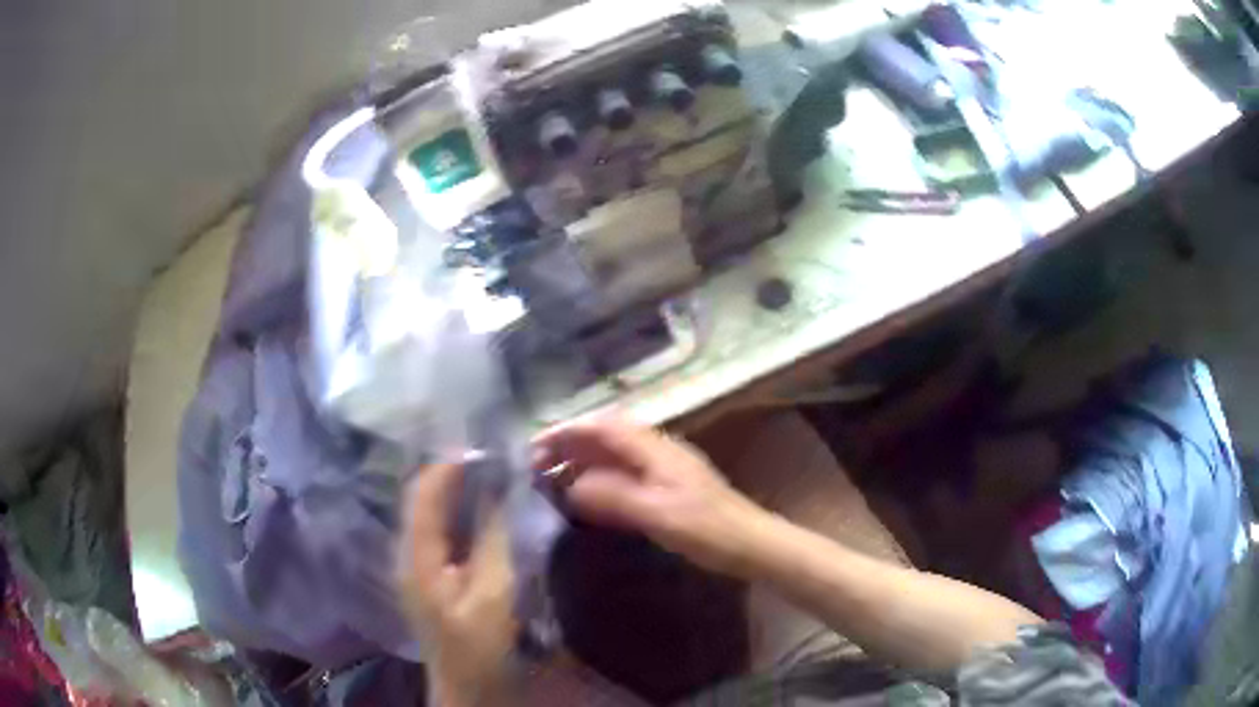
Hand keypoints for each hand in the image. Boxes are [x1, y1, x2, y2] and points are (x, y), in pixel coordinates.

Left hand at [396, 463, 515, 706]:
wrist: (470, 692)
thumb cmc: (480, 647)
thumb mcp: (493, 594)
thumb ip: (494, 538)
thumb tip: (498, 487)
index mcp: (416, 557)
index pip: (423, 493)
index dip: (450, 464)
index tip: (487, 445)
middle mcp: (409, 556)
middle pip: (424, 501)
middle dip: (456, 475)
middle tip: (495, 459)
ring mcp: (418, 569)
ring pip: (433, 516)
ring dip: (460, 494)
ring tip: (494, 477)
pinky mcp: (433, 581)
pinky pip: (443, 535)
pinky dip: (463, 517)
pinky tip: (486, 516)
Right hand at [535, 415, 771, 576]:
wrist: (750, 544)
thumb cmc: (707, 529)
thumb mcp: (657, 514)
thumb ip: (613, 497)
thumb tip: (571, 485)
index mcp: (655, 449)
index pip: (603, 426)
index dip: (567, 431)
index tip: (534, 446)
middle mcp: (657, 451)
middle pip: (606, 436)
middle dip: (569, 444)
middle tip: (535, 465)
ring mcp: (663, 469)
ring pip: (613, 454)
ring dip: (582, 461)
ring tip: (551, 478)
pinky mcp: (666, 488)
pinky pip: (624, 474)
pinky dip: (599, 478)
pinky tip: (586, 495)